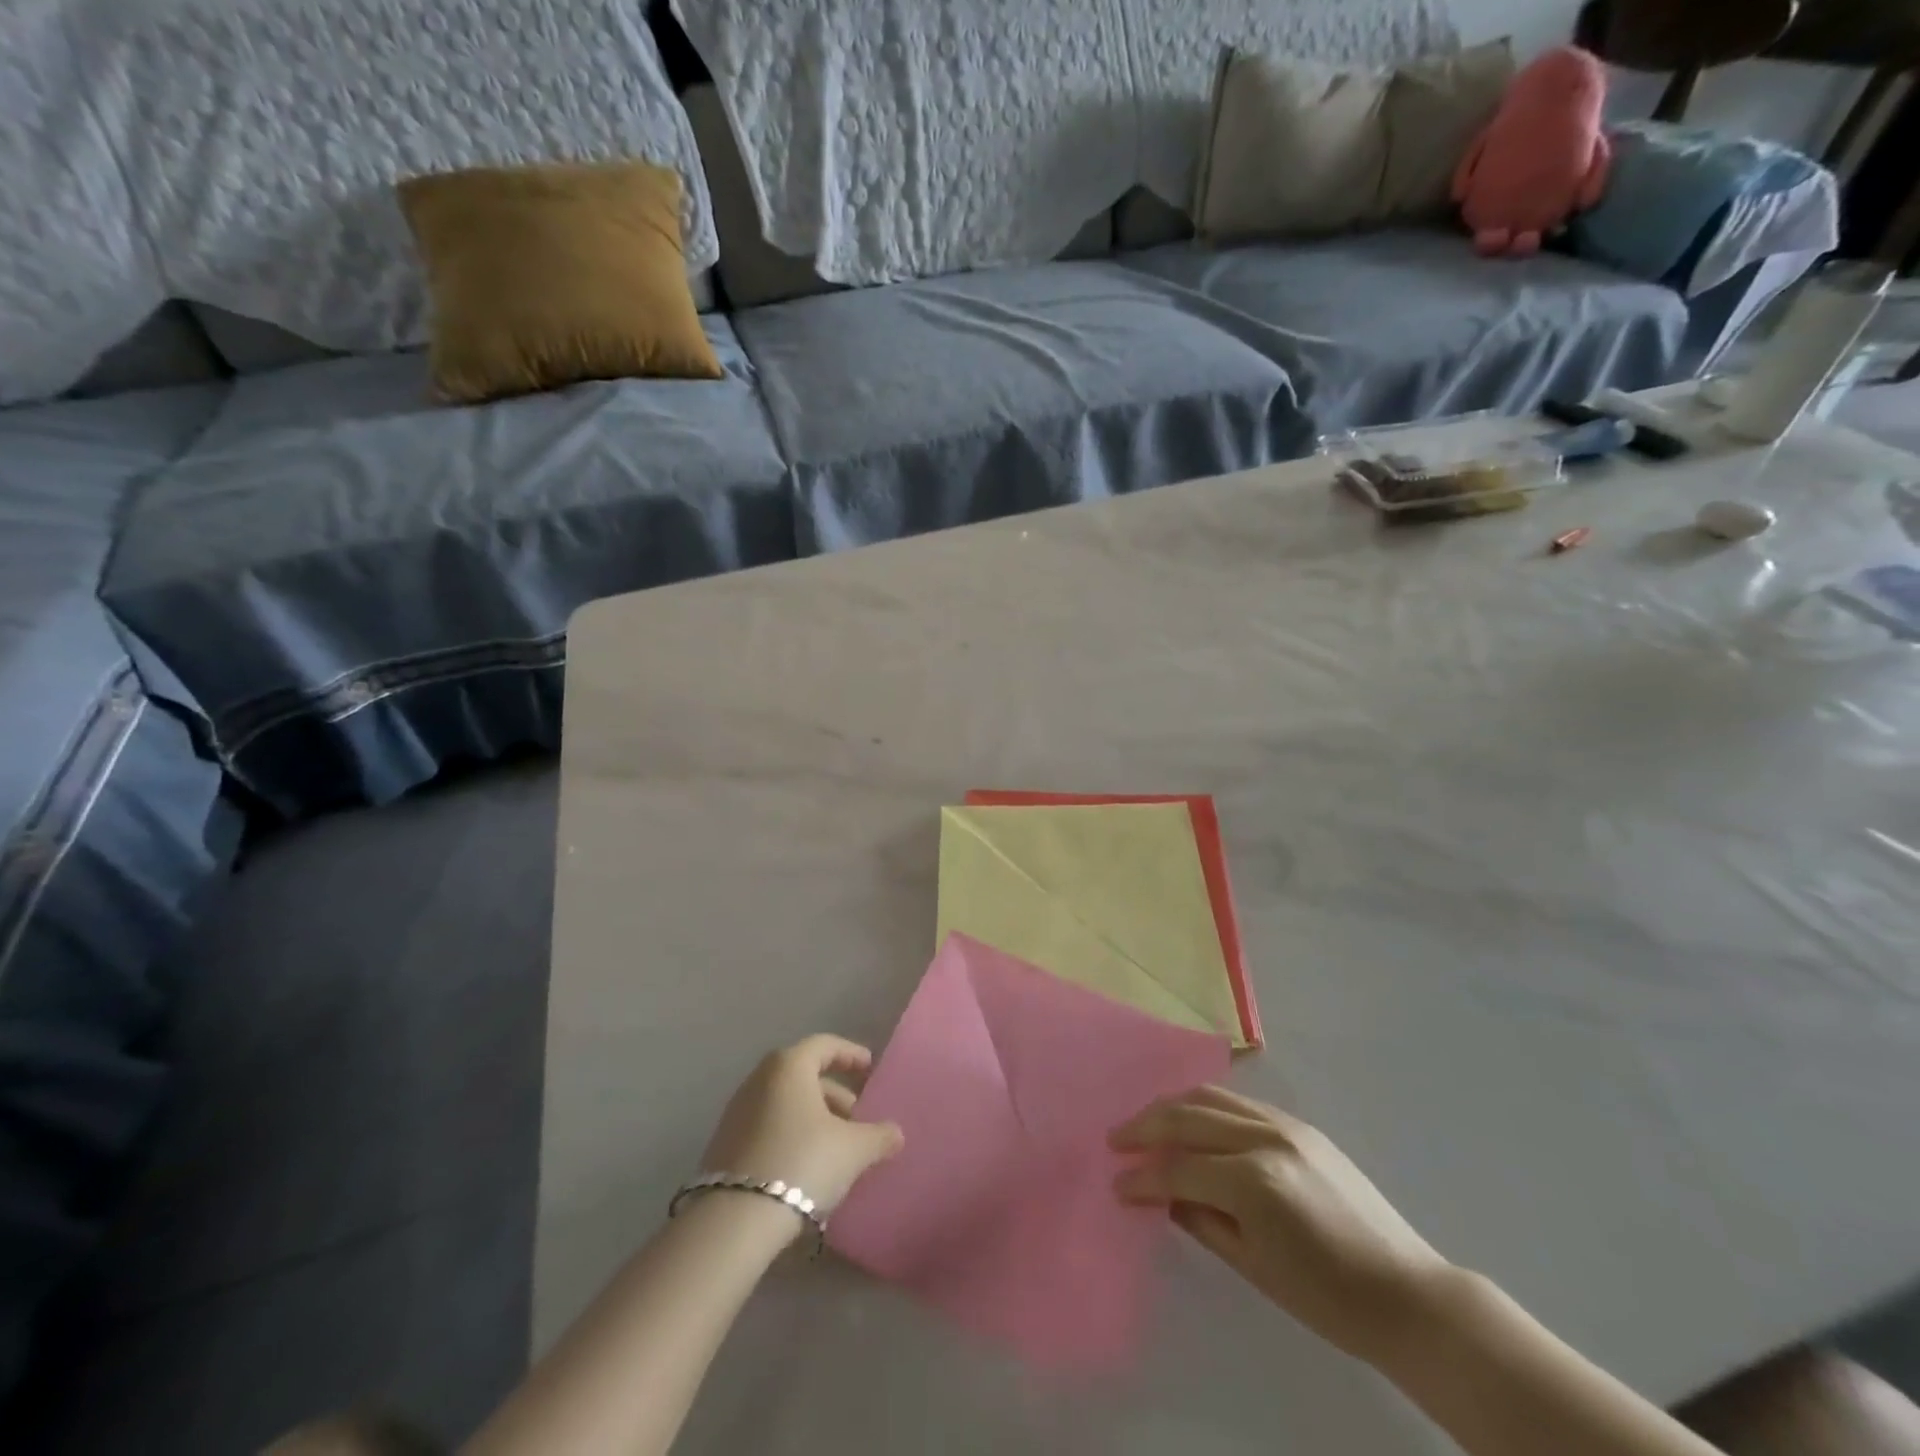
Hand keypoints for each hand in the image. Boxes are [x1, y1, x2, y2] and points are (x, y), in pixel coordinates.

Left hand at [701, 1036, 903, 1223]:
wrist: (734, 1220)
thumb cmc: (802, 1162)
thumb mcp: (853, 1150)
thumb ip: (879, 1136)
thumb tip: (896, 1133)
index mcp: (789, 1065)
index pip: (824, 1045)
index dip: (850, 1054)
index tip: (869, 1068)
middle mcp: (760, 1079)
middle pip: (804, 1075)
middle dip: (834, 1094)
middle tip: (858, 1118)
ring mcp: (738, 1111)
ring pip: (785, 1103)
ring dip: (813, 1118)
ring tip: (837, 1147)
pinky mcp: (725, 1144)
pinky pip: (768, 1126)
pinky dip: (791, 1134)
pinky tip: (808, 1166)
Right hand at [1111, 1087, 1450, 1363]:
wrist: (1407, 1293)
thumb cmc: (1328, 1299)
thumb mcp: (1254, 1267)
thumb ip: (1201, 1220)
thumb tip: (1162, 1194)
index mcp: (1254, 1181)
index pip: (1180, 1167)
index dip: (1143, 1177)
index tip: (1116, 1184)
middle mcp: (1265, 1138)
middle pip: (1187, 1116)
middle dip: (1145, 1126)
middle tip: (1116, 1139)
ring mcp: (1285, 1124)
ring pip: (1211, 1097)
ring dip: (1172, 1107)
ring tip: (1147, 1123)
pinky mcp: (1300, 1125)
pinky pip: (1239, 1103)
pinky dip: (1206, 1107)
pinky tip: (1192, 1121)